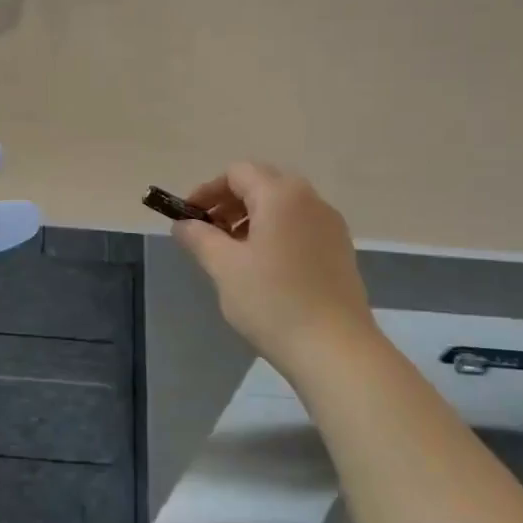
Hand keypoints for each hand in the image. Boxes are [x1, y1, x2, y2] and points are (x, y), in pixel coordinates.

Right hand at [169, 163, 377, 376]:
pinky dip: (274, 234)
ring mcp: (330, 225)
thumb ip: (199, 238)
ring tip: (231, 254)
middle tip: (207, 234)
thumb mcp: (224, 267)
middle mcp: (311, 200)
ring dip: (250, 219)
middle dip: (229, 203)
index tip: (188, 218)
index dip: (207, 191)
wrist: (335, 349)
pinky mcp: (339, 250)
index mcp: (281, 195)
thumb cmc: (273, 302)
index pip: (237, 173)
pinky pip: (299, 227)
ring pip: (282, 207)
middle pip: (262, 184)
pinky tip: (262, 269)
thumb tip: (183, 224)